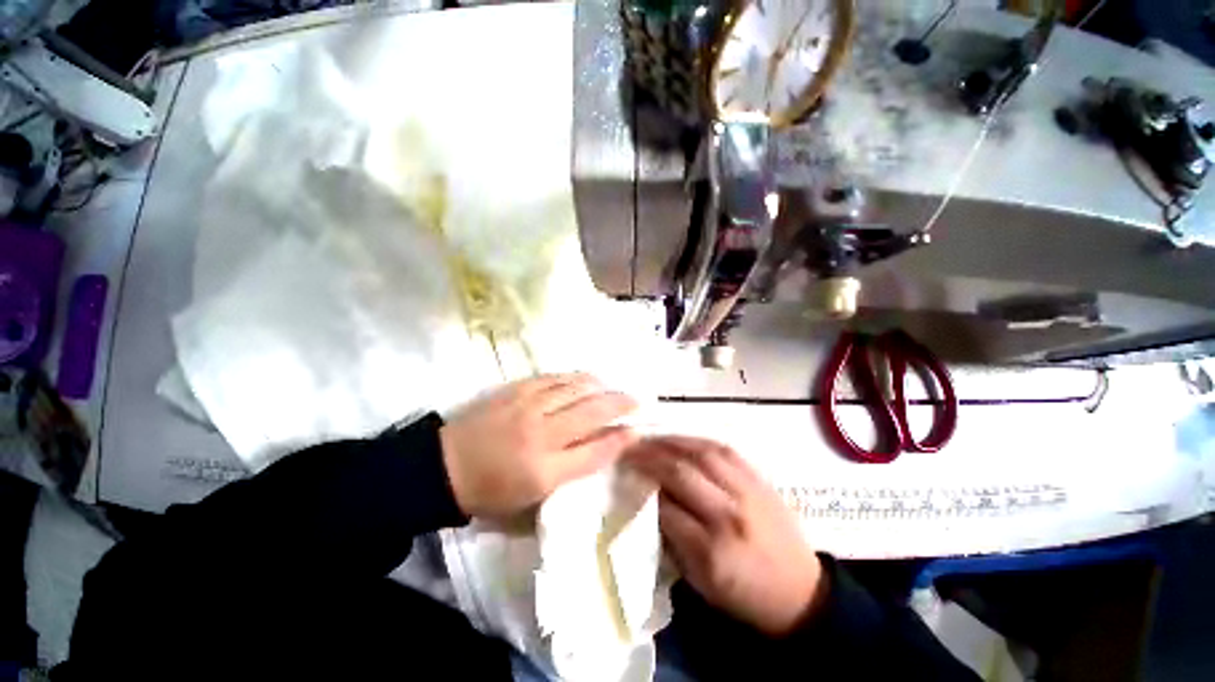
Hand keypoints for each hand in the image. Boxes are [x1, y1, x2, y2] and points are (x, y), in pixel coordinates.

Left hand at [440, 373, 637, 517]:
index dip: (620, 440)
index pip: (595, 452)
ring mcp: (529, 407)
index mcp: (545, 471)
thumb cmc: (489, 492)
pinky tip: (585, 378)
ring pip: (575, 390)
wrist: (444, 467)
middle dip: (619, 405)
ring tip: (613, 387)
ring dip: (600, 387)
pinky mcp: (517, 391)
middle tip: (636, 400)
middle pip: (591, 413)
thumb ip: (568, 476)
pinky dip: (574, 378)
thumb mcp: (530, 501)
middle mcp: (541, 435)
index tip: (637, 431)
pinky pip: (554, 379)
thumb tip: (599, 451)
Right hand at [627, 437, 825, 635]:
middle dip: (651, 458)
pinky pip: (725, 450)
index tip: (626, 473)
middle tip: (630, 449)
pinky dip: (698, 440)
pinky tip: (681, 439)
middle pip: (682, 474)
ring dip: (671, 442)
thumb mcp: (700, 582)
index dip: (643, 487)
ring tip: (651, 438)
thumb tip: (649, 502)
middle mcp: (730, 515)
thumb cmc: (744, 594)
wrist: (802, 592)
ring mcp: (748, 492)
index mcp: (713, 551)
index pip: (666, 508)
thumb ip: (672, 540)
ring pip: (702, 454)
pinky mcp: (760, 480)